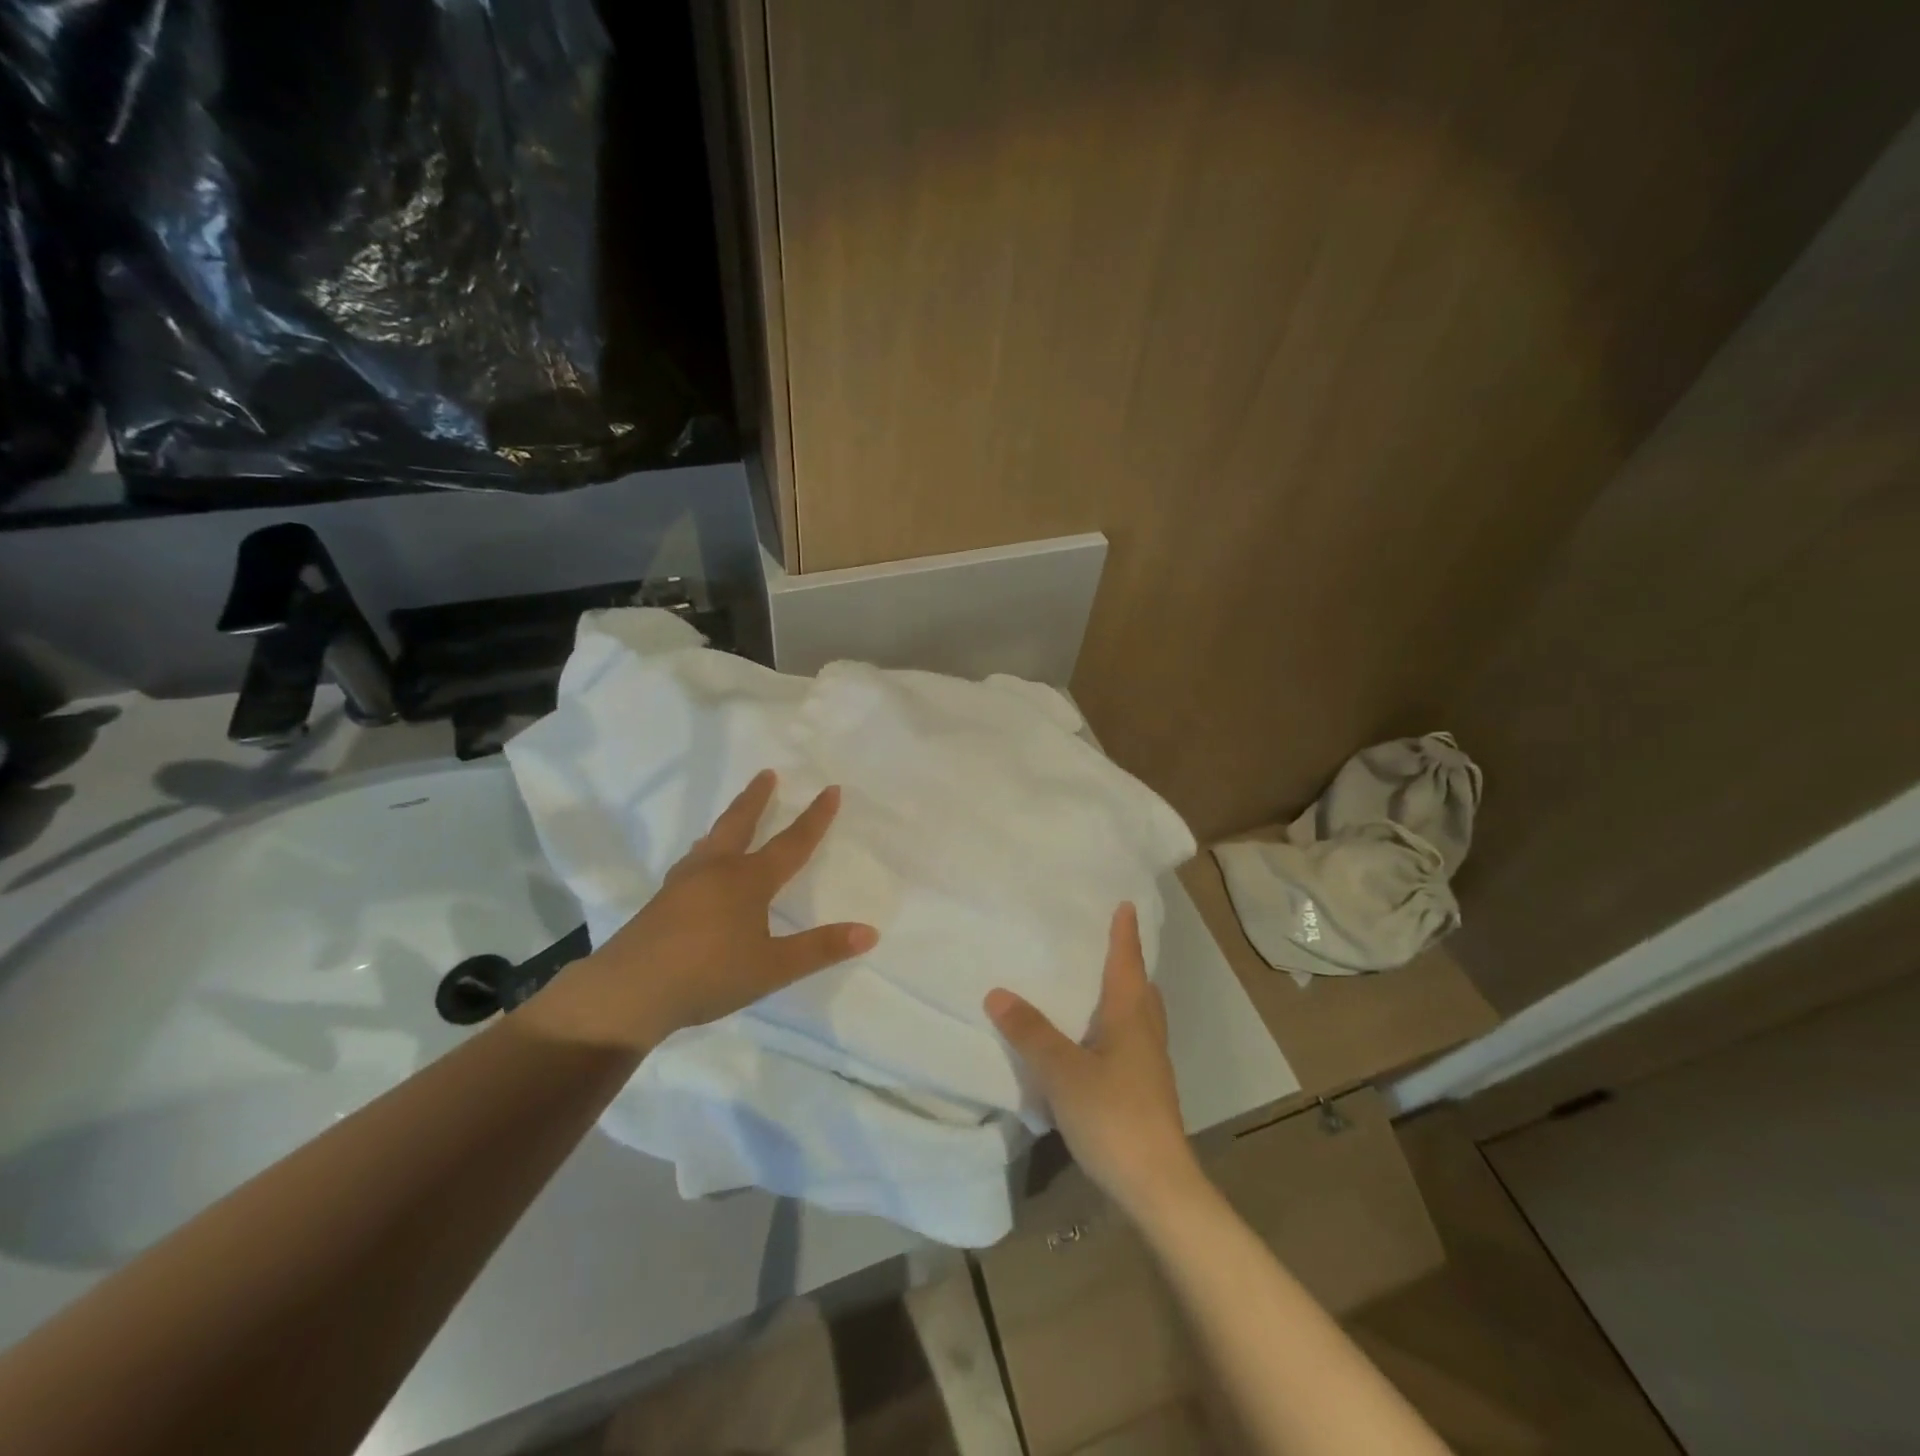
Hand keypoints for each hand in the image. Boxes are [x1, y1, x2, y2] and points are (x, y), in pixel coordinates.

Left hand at [531, 770, 878, 1050]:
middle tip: (767, 773)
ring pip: (711, 841)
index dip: (815, 818)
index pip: (791, 843)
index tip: (830, 789)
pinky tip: (699, 867)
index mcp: (748, 880)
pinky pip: (692, 862)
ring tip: (734, 816)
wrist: (629, 992)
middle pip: (740, 824)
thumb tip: (870, 932)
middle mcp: (716, 871)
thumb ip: (821, 948)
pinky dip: (706, 851)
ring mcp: (684, 883)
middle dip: (757, 798)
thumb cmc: (708, 975)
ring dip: (728, 821)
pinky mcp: (662, 901)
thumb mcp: (773, 967)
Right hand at [985, 903, 1203, 1221]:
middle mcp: (1146, 1034)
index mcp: (1131, 1018)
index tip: (1126, 906)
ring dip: (1125, 996)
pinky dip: (1118, 1028)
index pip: (1127, 964)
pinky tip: (1097, 1044)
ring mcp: (1151, 1067)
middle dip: (1128, 964)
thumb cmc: (1114, 1117)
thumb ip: (1031, 1033)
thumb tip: (998, 992)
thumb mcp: (1063, 1072)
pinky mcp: (1147, 1093)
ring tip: (1099, 988)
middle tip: (1109, 944)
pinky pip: (1133, 1043)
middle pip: (1141, 989)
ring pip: (1140, 1018)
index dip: (1125, 934)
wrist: (1158, 1186)